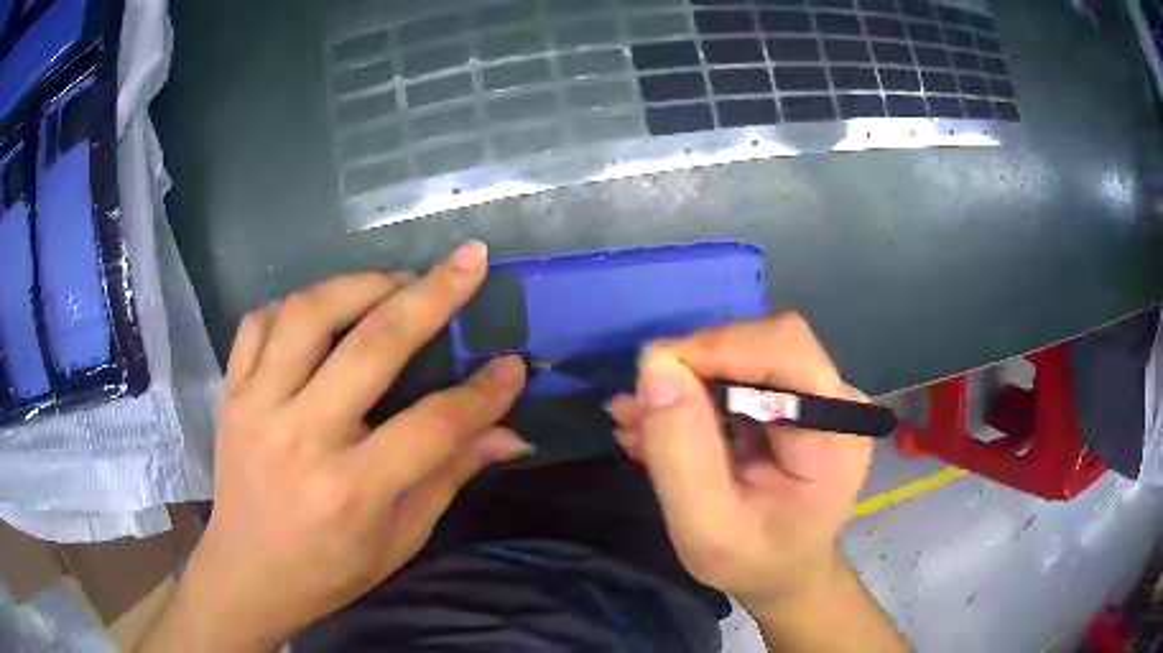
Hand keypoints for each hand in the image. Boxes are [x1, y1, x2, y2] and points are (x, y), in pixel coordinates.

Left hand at [145, 241, 530, 651]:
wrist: (247, 576)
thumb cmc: (329, 571)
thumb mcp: (400, 540)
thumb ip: (450, 477)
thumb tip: (509, 435)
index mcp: (351, 490)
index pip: (433, 425)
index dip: (483, 394)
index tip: (512, 365)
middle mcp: (301, 438)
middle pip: (372, 346)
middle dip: (431, 295)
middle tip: (468, 262)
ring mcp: (256, 408)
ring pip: (308, 314)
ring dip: (361, 284)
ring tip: (397, 281)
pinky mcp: (231, 395)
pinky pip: (257, 324)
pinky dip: (294, 305)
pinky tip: (324, 311)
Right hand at [608, 314, 873, 612]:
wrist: (781, 574)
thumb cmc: (754, 563)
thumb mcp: (706, 529)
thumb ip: (682, 455)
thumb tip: (655, 367)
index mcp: (835, 436)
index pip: (787, 349)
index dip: (721, 346)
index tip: (656, 373)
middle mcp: (834, 403)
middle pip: (764, 346)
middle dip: (696, 367)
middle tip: (639, 407)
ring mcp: (814, 401)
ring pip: (745, 358)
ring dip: (687, 383)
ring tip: (635, 421)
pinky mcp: (791, 405)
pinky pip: (739, 381)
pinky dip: (693, 397)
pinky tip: (653, 427)